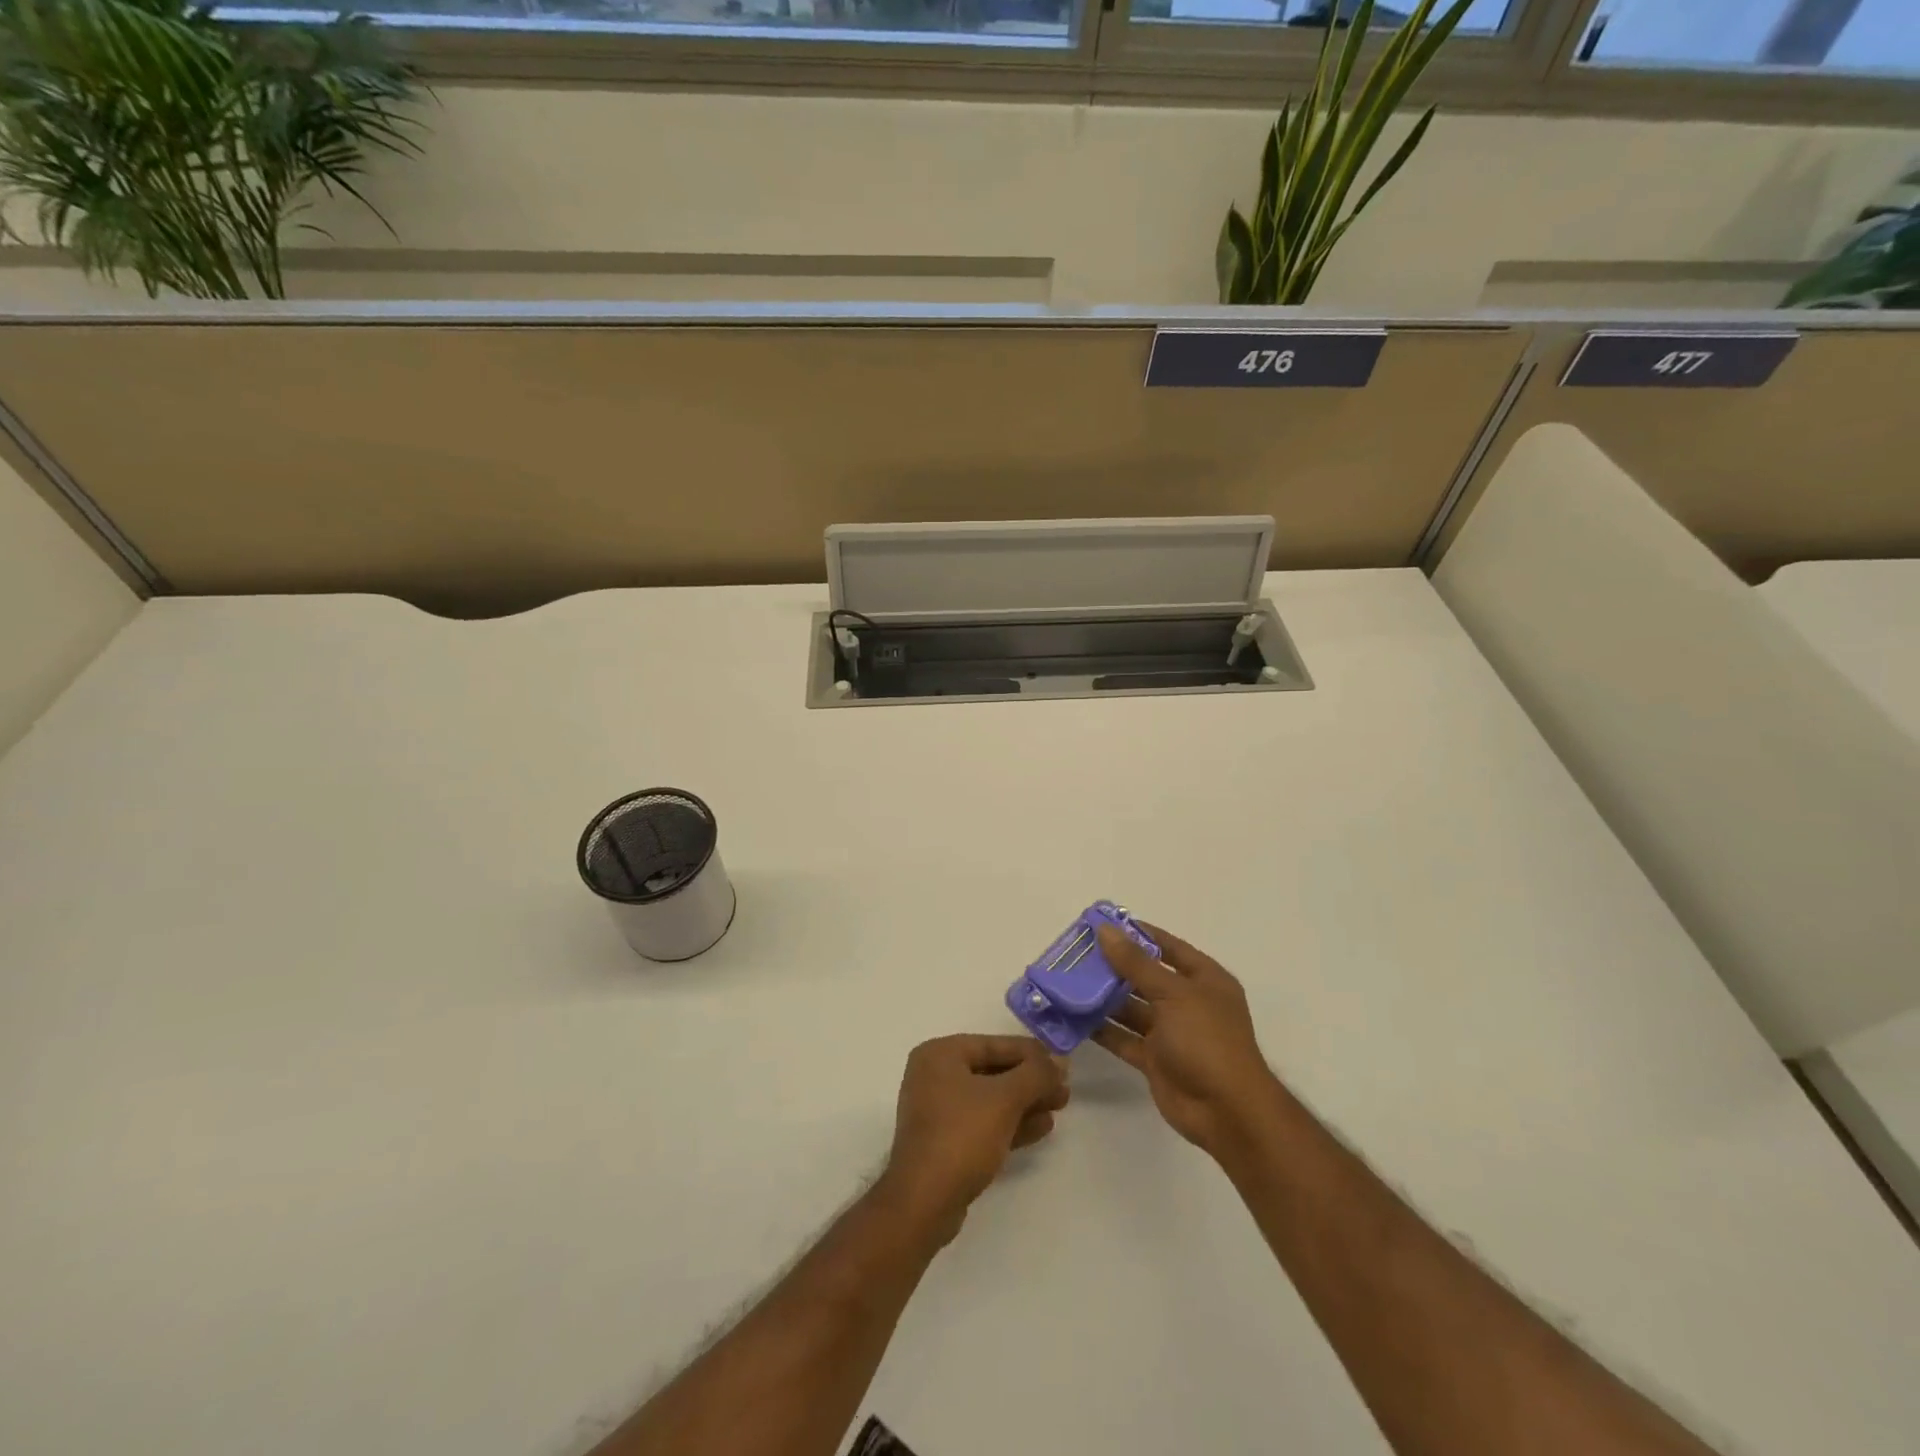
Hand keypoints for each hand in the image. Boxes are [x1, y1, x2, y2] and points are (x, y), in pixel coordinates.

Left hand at [878, 1034, 1069, 1245]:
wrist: (924, 1203)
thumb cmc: (962, 1136)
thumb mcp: (1005, 1099)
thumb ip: (1036, 1075)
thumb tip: (1060, 1059)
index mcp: (940, 1054)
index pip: (995, 1045)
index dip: (1032, 1054)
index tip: (1063, 1064)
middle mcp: (935, 1075)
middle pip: (994, 1071)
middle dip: (1031, 1082)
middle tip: (1064, 1091)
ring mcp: (939, 1110)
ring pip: (991, 1099)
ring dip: (1026, 1103)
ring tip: (1059, 1108)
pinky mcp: (946, 1141)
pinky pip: (984, 1122)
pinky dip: (1011, 1122)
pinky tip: (1041, 1128)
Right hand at [1091, 922, 1281, 1158]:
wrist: (1225, 1112)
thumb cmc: (1206, 1040)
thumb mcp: (1172, 994)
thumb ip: (1136, 963)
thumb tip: (1106, 930)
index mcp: (1203, 979)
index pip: (1168, 946)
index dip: (1138, 933)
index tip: (1103, 923)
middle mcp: (1187, 1002)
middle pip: (1146, 976)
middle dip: (1114, 966)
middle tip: (1077, 953)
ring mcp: (1171, 1032)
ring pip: (1132, 1007)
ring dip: (1104, 997)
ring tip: (1069, 982)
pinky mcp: (1155, 1059)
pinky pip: (1124, 1038)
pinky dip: (1103, 1029)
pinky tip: (1074, 1017)